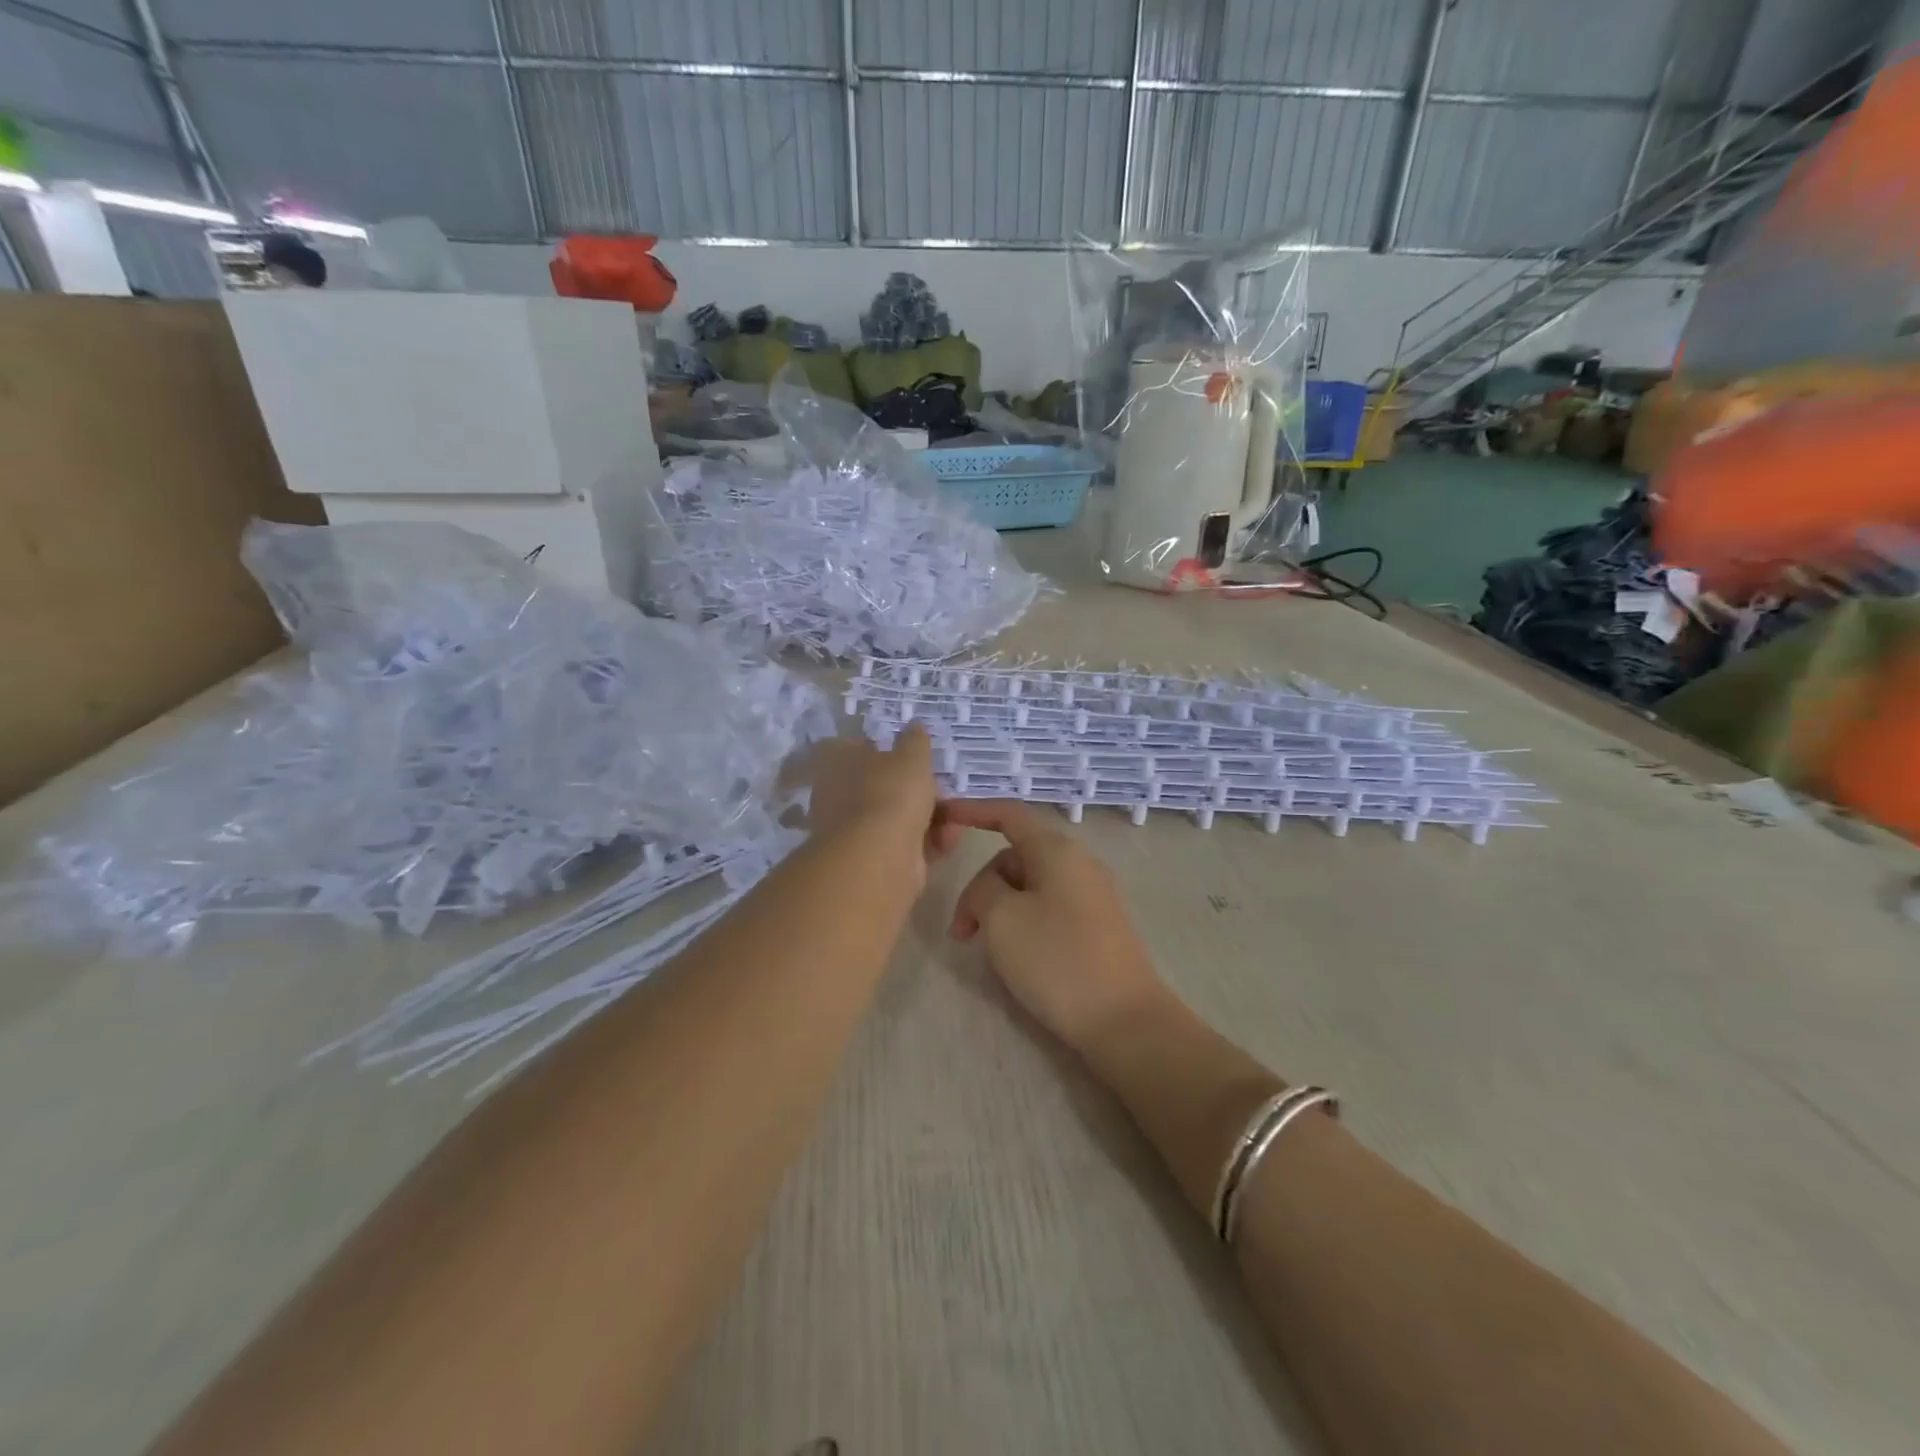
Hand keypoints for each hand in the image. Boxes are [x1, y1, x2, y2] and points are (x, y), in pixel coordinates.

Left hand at [802, 725, 961, 883]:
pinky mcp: (873, 861)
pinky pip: (905, 844)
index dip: (882, 747)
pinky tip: (950, 838)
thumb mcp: (911, 755)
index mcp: (836, 763)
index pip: (853, 747)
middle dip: (915, 789)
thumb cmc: (891, 793)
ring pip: (896, 817)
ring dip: (928, 817)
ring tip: (955, 816)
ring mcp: (853, 832)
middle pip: (880, 786)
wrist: (880, 857)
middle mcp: (837, 796)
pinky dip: (928, 841)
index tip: (911, 753)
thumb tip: (914, 725)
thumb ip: (915, 740)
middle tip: (942, 788)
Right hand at [943, 800, 1165, 1051]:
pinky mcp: (1096, 925)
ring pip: (1029, 886)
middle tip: (962, 933)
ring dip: (999, 909)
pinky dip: (1022, 922)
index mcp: (1057, 849)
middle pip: (1014, 857)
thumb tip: (990, 888)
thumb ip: (982, 889)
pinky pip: (1047, 908)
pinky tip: (1017, 956)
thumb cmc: (1057, 959)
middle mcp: (1078, 862)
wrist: (1123, 1019)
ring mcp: (1091, 895)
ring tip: (988, 951)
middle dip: (981, 887)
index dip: (972, 811)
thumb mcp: (1001, 918)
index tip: (942, 817)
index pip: (1008, 814)